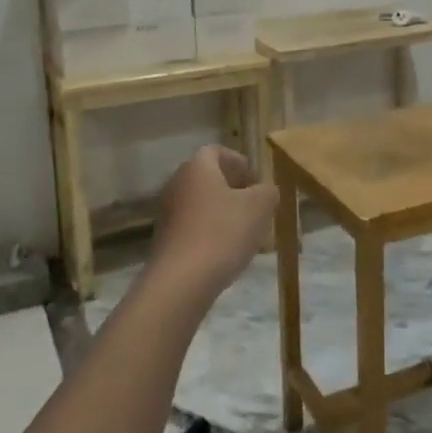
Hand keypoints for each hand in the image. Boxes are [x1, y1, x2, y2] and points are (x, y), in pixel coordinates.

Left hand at [151, 146, 277, 300]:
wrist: (180, 282)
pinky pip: (191, 225)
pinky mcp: (164, 239)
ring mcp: (167, 212)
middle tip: (253, 204)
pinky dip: (208, 230)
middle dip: (232, 187)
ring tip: (243, 230)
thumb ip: (267, 192)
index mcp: (197, 168)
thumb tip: (265, 190)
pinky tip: (225, 250)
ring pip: (199, 202)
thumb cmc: (223, 233)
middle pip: (206, 176)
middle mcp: (177, 183)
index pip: (216, 151)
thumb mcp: (259, 207)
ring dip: (221, 210)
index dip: (238, 161)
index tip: (255, 180)